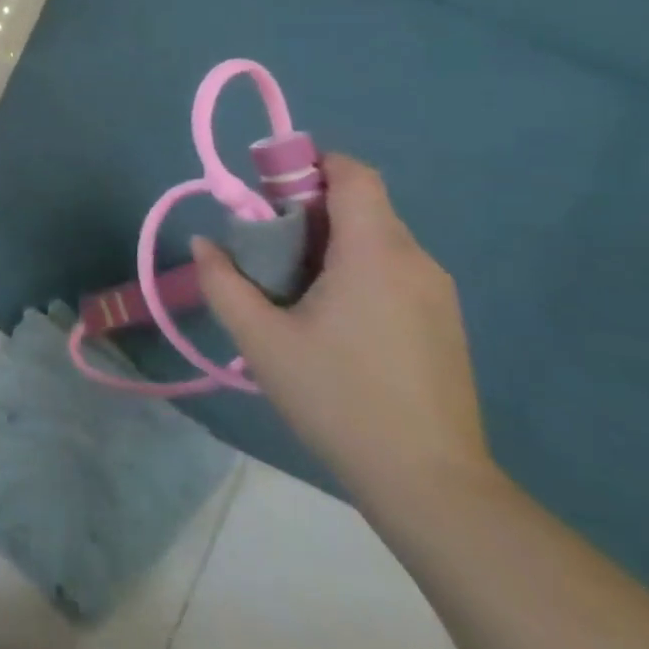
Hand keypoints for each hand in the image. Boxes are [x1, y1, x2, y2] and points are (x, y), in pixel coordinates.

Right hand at [191, 154, 491, 506]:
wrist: (429, 483)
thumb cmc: (337, 398)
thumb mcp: (259, 340)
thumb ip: (223, 282)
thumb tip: (205, 243)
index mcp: (375, 252)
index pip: (353, 174)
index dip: (308, 165)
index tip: (265, 191)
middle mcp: (416, 260)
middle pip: (360, 205)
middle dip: (306, 210)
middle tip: (262, 248)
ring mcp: (438, 293)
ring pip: (376, 239)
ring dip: (328, 243)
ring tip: (288, 288)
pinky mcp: (444, 322)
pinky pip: (392, 270)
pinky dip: (354, 270)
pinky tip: (327, 319)